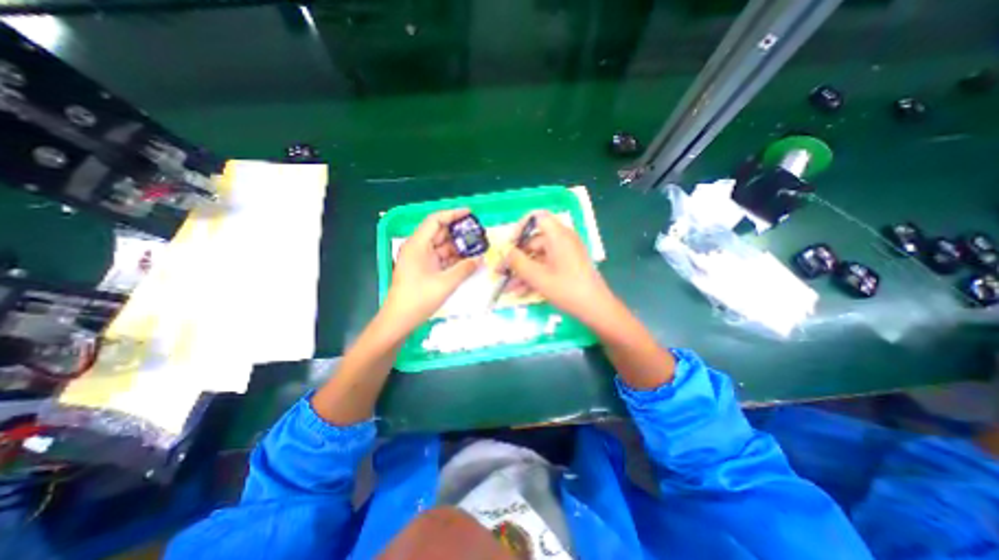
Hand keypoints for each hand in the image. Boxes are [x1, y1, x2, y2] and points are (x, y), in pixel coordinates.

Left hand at [381, 208, 480, 331]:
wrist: (399, 319)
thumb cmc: (419, 299)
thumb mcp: (445, 283)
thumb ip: (465, 269)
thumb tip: (481, 259)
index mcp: (417, 245)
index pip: (435, 220)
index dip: (452, 214)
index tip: (470, 213)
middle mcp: (418, 248)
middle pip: (440, 232)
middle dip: (459, 232)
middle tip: (478, 234)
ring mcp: (420, 259)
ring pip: (442, 246)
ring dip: (458, 247)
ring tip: (477, 247)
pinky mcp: (424, 269)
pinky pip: (441, 258)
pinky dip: (453, 258)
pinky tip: (467, 261)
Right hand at [503, 211, 612, 322]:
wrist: (596, 309)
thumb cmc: (567, 289)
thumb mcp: (537, 277)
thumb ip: (517, 262)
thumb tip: (505, 252)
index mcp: (558, 235)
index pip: (536, 217)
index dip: (520, 228)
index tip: (509, 245)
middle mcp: (562, 240)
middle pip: (533, 241)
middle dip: (515, 258)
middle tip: (501, 272)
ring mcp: (565, 254)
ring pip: (537, 257)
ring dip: (522, 271)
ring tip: (507, 287)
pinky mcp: (567, 266)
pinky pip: (545, 266)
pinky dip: (533, 276)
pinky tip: (520, 291)